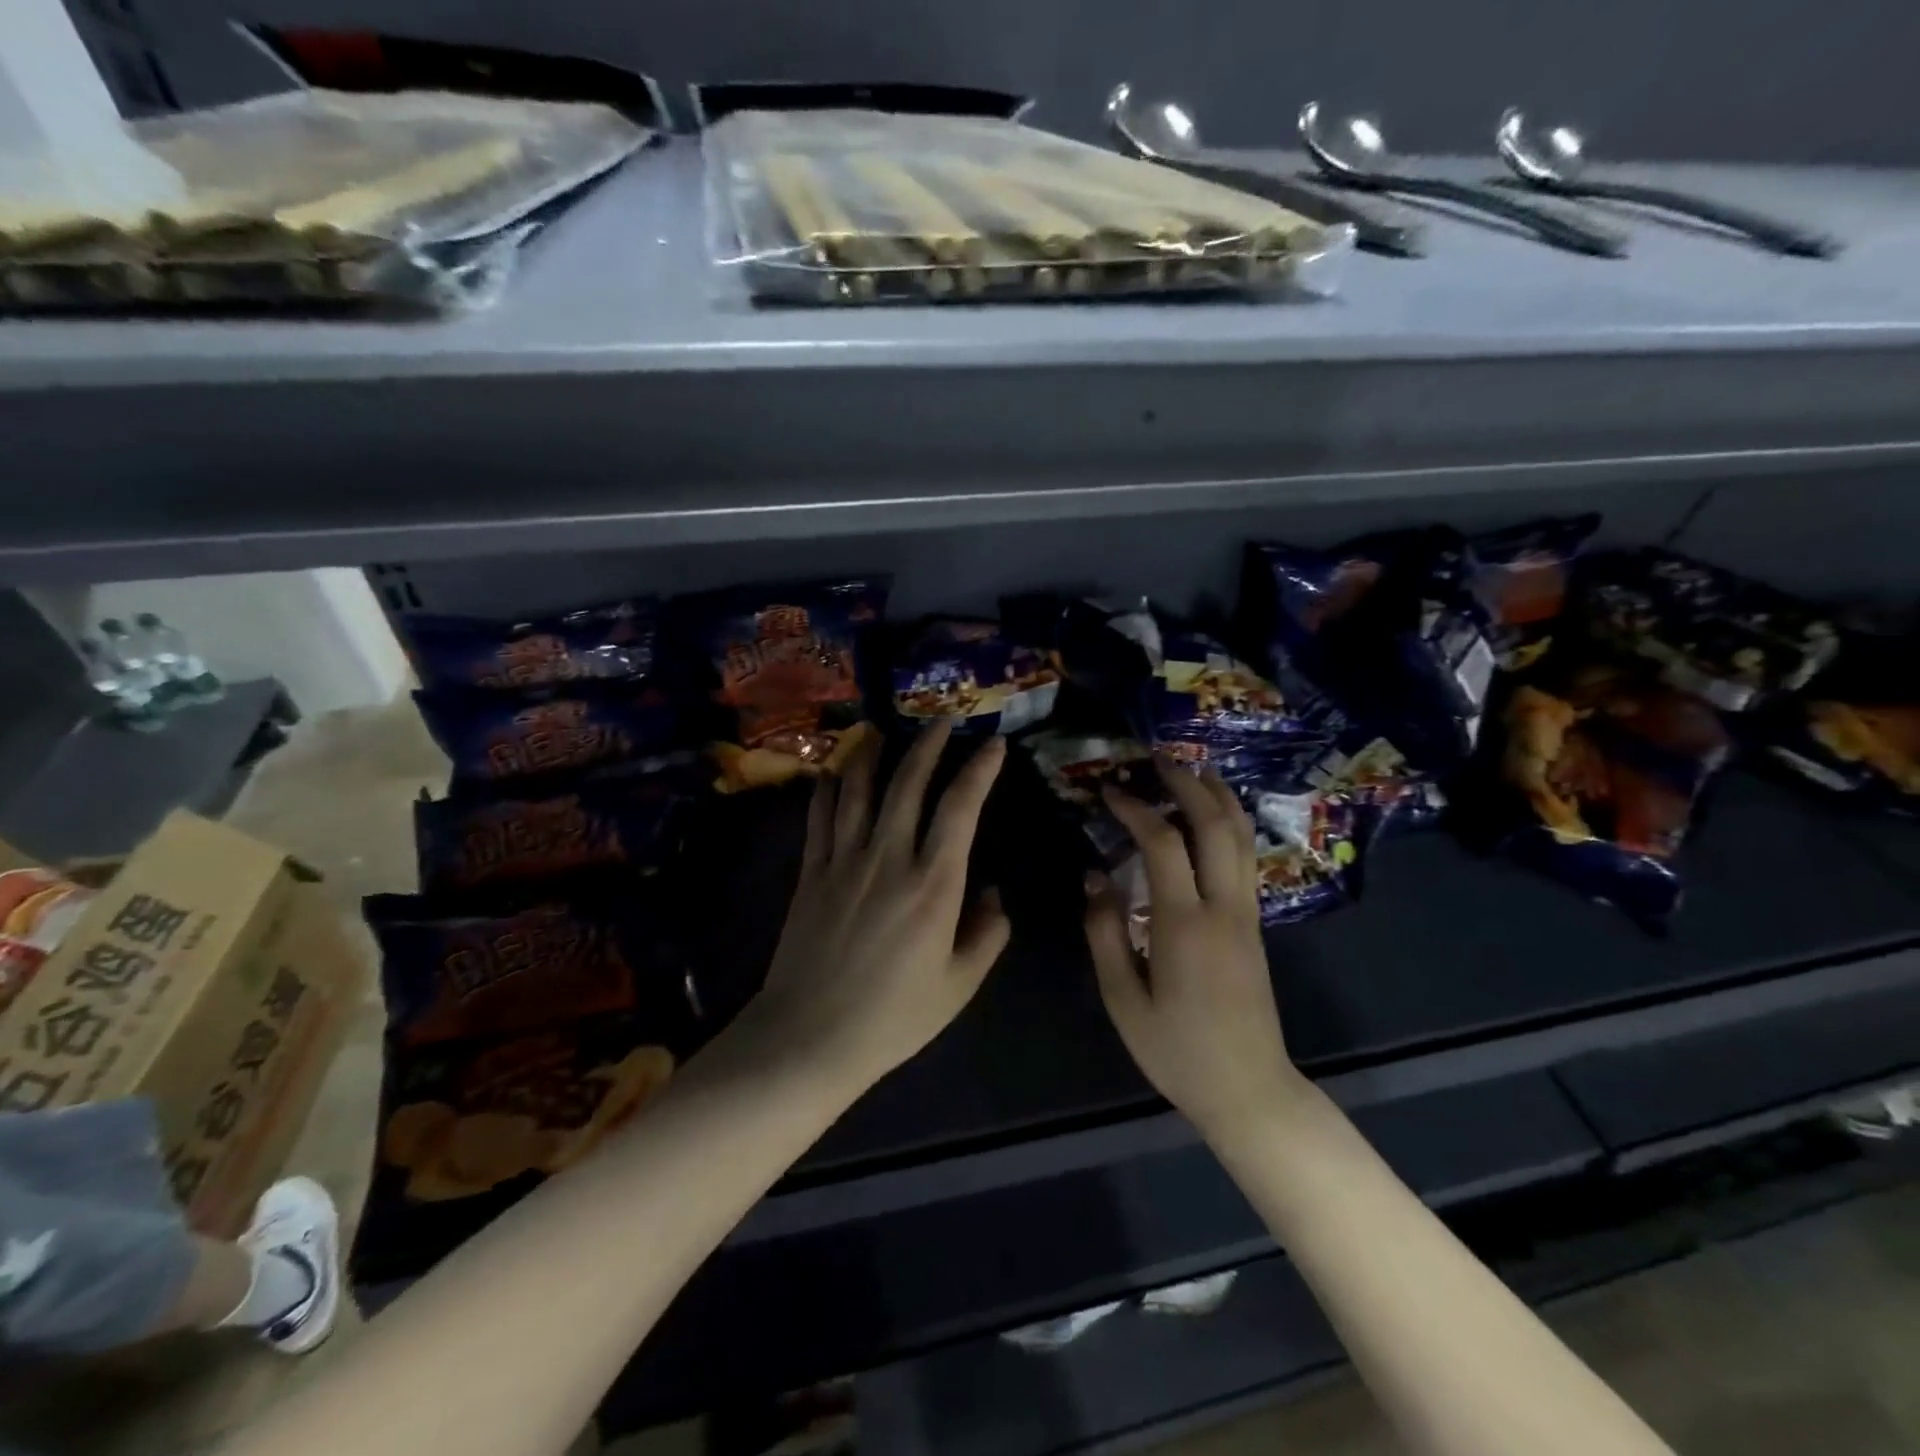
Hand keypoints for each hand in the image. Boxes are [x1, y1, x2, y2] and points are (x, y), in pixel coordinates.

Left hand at [744, 720, 1010, 1095]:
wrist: (809, 1038)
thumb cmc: (893, 1017)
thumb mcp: (959, 985)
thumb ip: (987, 934)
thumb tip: (994, 893)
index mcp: (933, 884)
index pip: (960, 808)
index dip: (979, 769)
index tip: (993, 745)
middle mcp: (889, 857)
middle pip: (908, 783)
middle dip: (928, 744)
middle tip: (941, 719)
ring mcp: (844, 860)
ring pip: (859, 789)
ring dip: (874, 753)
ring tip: (883, 729)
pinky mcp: (811, 872)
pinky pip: (820, 817)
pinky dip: (828, 788)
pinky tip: (834, 772)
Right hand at [1085, 755, 1302, 1138]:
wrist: (1249, 1089)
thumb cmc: (1177, 1051)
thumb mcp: (1124, 1000)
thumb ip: (1105, 933)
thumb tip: (1094, 877)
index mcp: (1184, 924)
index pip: (1161, 844)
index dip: (1134, 809)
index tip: (1109, 791)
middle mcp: (1223, 907)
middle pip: (1214, 825)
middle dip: (1186, 784)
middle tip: (1158, 758)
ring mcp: (1247, 913)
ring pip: (1241, 836)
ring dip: (1218, 796)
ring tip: (1193, 769)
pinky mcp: (1255, 923)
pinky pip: (1247, 857)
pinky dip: (1232, 823)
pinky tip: (1215, 815)